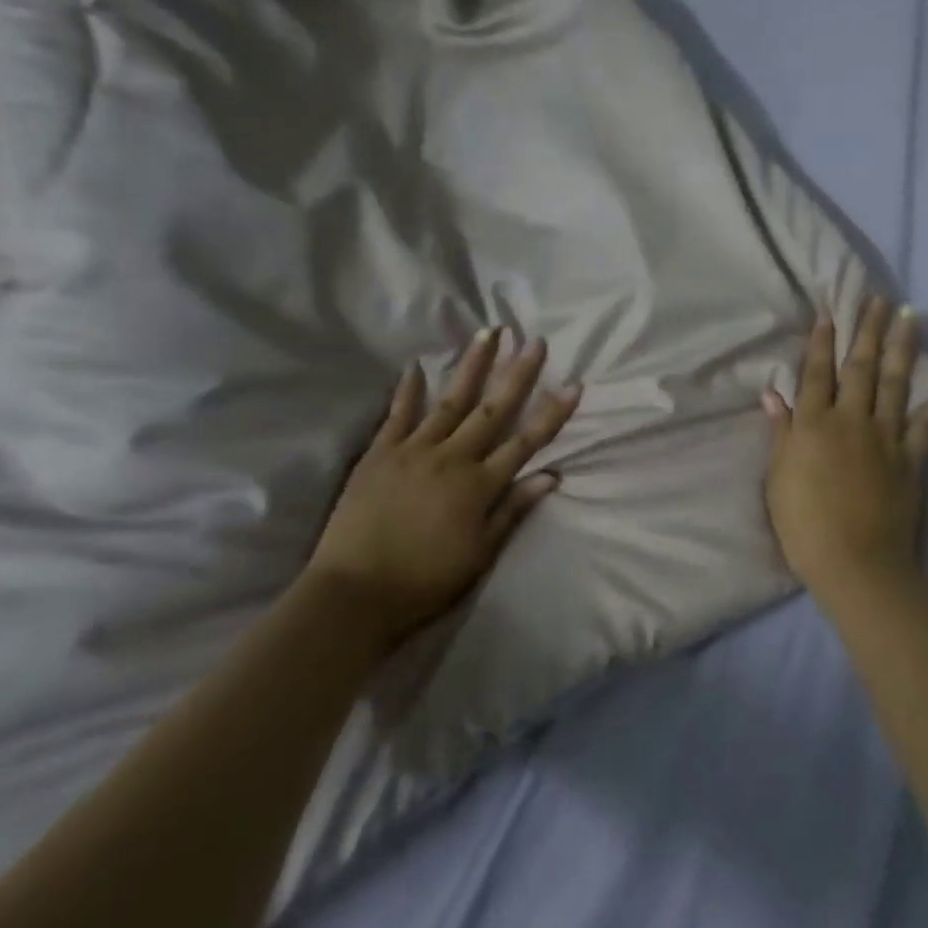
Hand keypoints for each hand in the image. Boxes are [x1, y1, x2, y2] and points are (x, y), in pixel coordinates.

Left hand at [304, 328, 580, 647]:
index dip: (551, 413)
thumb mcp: (480, 553)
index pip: (525, 442)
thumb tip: (551, 476)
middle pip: (491, 410)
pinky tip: (416, 366)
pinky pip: (397, 414)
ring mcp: (412, 451)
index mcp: (479, 486)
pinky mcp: (379, 454)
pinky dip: (408, 390)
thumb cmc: (425, 582)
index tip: (573, 385)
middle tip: (534, 341)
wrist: (354, 594)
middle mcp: (451, 458)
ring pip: (450, 400)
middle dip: (517, 374)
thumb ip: (513, 509)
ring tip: (488, 333)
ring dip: (472, 365)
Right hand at [762, 300, 927, 592]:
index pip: (815, 375)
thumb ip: (780, 434)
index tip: (829, 315)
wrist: (853, 561)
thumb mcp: (778, 479)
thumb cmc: (804, 526)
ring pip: (893, 382)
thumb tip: (773, 395)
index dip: (820, 344)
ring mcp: (884, 436)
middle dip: (866, 331)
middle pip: (858, 368)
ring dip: (902, 347)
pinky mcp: (911, 457)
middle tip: (877, 300)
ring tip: (911, 316)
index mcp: (812, 425)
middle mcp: (849, 420)